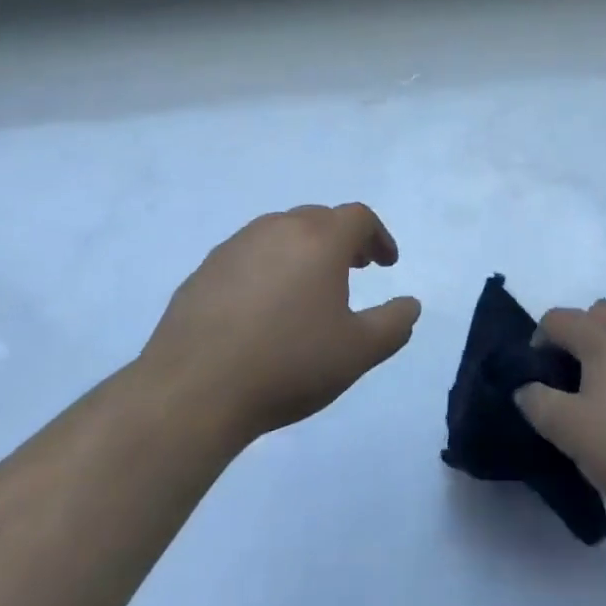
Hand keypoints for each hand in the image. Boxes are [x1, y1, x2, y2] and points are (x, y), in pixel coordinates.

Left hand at [139, 203, 421, 448]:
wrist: (194, 389)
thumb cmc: (288, 364)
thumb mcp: (357, 352)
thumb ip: (393, 324)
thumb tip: (411, 304)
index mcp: (319, 239)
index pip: (358, 217)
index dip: (378, 236)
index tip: (386, 264)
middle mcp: (278, 228)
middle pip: (319, 218)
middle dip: (343, 239)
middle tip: (355, 268)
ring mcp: (236, 245)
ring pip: (281, 232)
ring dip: (304, 250)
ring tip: (309, 287)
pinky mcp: (205, 269)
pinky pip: (249, 255)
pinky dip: (268, 267)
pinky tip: (263, 307)